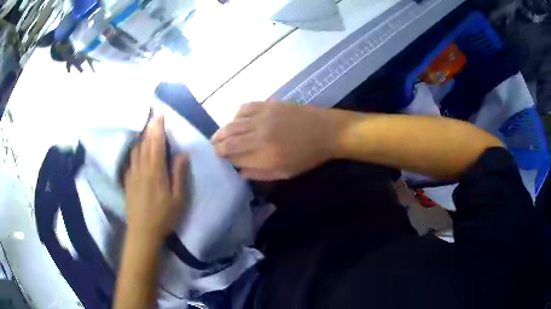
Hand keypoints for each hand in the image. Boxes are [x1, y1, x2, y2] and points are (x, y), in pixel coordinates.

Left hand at [124, 116, 188, 244]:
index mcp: (156, 171)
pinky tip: (136, 151)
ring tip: (145, 130)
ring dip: (141, 137)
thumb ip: (179, 175)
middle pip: (145, 143)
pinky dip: (134, 151)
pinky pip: (130, 160)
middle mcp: (142, 168)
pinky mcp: (127, 181)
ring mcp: (132, 174)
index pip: (157, 143)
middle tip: (152, 116)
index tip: (159, 114)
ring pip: (136, 150)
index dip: (158, 128)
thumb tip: (182, 154)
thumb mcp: (178, 199)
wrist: (142, 232)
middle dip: (149, 128)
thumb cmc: (163, 217)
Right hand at [211, 102, 339, 179]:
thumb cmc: (308, 156)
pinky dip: (236, 115)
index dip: (224, 156)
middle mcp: (259, 136)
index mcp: (265, 156)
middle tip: (214, 147)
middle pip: (229, 139)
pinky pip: (244, 108)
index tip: (220, 157)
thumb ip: (260, 173)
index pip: (234, 156)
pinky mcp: (268, 105)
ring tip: (218, 136)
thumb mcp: (285, 173)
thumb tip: (239, 170)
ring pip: (233, 123)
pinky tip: (236, 120)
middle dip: (217, 144)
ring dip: (222, 130)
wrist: (327, 131)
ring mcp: (263, 117)